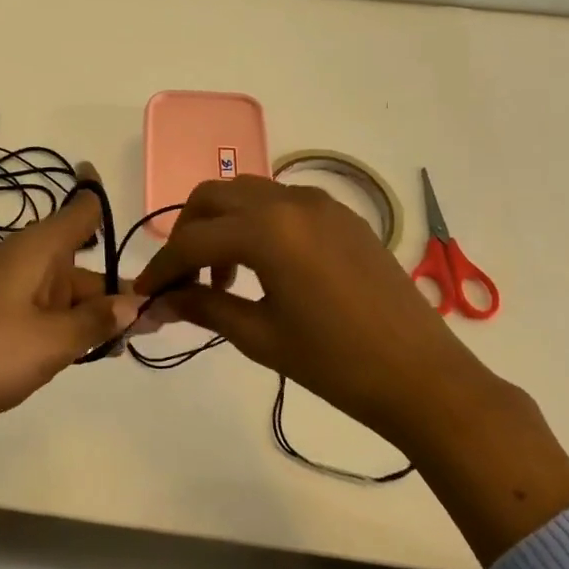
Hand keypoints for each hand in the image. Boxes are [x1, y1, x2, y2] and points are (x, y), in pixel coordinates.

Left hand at [0, 163, 142, 475]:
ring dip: (91, 316)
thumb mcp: (53, 340)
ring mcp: (4, 293)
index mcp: (36, 249)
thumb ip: (97, 321)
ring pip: (61, 295)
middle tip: (153, 323)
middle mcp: (21, 262)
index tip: (108, 181)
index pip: (79, 211)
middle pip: (78, 265)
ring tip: (123, 347)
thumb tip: (133, 304)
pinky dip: (65, 330)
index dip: (97, 194)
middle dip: (113, 291)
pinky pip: (41, 316)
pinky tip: (84, 354)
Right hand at [134, 176, 475, 443]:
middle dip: (187, 232)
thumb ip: (204, 307)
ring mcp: (319, 203)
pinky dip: (256, 221)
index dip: (162, 267)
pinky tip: (263, 265)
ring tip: (224, 275)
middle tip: (183, 277)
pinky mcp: (341, 215)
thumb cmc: (335, 363)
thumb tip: (159, 302)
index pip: (192, 240)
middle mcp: (288, 201)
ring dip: (221, 223)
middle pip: (213, 197)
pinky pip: (281, 201)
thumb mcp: (260, 337)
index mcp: (266, 230)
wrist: (422, 376)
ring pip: (247, 192)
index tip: (145, 292)